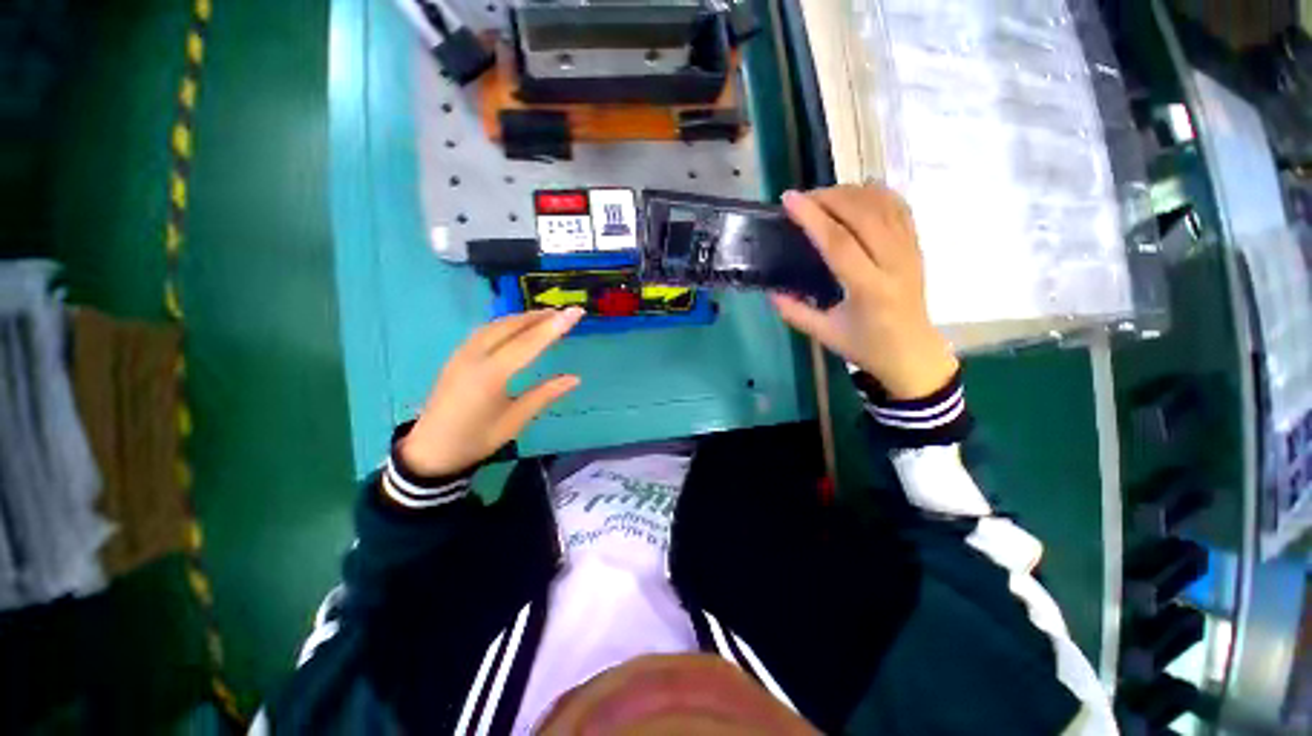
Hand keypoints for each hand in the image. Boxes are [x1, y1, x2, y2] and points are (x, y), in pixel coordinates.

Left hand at [399, 308, 584, 475]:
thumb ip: (544, 395)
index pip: (528, 343)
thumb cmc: (475, 439)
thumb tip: (575, 378)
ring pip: (496, 324)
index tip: (576, 312)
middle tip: (565, 313)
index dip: (554, 326)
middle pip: (511, 326)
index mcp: (490, 376)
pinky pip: (485, 330)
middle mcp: (474, 357)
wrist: (429, 451)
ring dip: (523, 318)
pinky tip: (517, 327)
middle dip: (540, 316)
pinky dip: (507, 323)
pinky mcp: (457, 356)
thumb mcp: (514, 421)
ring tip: (546, 316)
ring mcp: (462, 354)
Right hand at [771, 185, 957, 399]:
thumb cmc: (867, 346)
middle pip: (863, 214)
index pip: (839, 243)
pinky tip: (857, 195)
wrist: (913, 353)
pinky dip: (877, 194)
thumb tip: (771, 292)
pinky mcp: (917, 246)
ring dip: (851, 193)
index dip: (812, 218)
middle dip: (830, 197)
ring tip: (825, 196)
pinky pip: (900, 208)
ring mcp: (910, 251)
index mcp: (870, 289)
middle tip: (803, 197)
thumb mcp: (825, 334)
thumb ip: (795, 313)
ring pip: (884, 205)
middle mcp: (894, 263)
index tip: (789, 200)